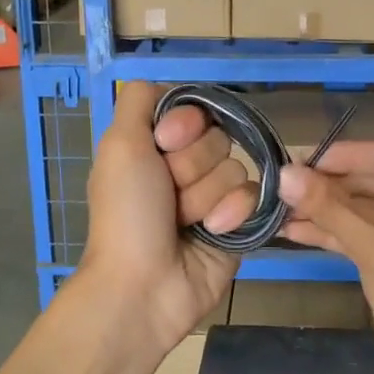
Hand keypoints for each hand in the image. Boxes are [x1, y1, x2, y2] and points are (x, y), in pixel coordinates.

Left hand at [78, 82, 257, 359]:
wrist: (144, 285)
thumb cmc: (126, 214)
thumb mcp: (119, 145)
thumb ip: (138, 100)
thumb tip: (166, 89)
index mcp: (154, 146)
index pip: (193, 110)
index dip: (184, 124)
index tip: (164, 144)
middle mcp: (184, 166)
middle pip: (217, 137)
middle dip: (191, 166)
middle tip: (167, 194)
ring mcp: (212, 195)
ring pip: (236, 167)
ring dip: (206, 196)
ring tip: (184, 222)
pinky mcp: (239, 222)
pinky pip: (254, 196)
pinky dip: (231, 214)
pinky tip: (212, 232)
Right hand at [280, 142, 373, 373]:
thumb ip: (331, 208)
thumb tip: (284, 173)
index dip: (347, 156)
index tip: (301, 157)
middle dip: (332, 186)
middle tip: (284, 182)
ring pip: (369, 215)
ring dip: (328, 211)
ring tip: (280, 207)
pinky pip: (368, 240)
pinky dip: (336, 235)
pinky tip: (296, 230)